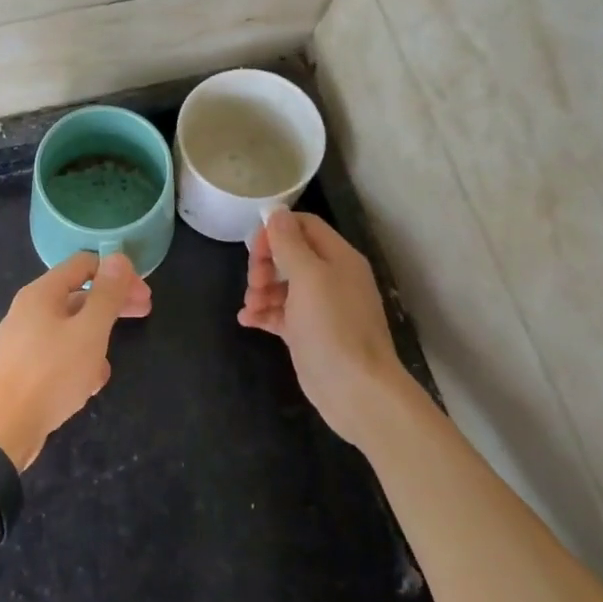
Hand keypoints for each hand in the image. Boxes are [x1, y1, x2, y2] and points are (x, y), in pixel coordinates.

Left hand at [0, 252, 151, 470]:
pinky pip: (59, 354)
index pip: (84, 264)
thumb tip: (118, 258)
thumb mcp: (89, 332)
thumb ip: (107, 295)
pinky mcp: (24, 367)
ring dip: (96, 340)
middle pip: (78, 295)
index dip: (117, 274)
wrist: (5, 428)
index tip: (143, 296)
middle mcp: (29, 309)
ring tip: (107, 366)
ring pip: (70, 328)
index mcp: (42, 293)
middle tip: (144, 315)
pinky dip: (78, 361)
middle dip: (112, 305)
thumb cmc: (51, 374)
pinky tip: (89, 384)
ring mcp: (24, 339)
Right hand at [238, 210, 404, 434]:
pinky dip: (263, 313)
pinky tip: (247, 320)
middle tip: (254, 282)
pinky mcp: (308, 333)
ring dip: (260, 290)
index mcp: (338, 257)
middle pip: (289, 254)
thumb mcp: (308, 277)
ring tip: (251, 307)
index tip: (256, 249)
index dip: (276, 231)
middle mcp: (331, 277)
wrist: (355, 389)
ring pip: (282, 285)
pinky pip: (281, 313)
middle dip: (265, 264)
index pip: (304, 226)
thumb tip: (276, 212)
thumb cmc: (332, 326)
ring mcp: (320, 307)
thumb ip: (290, 243)